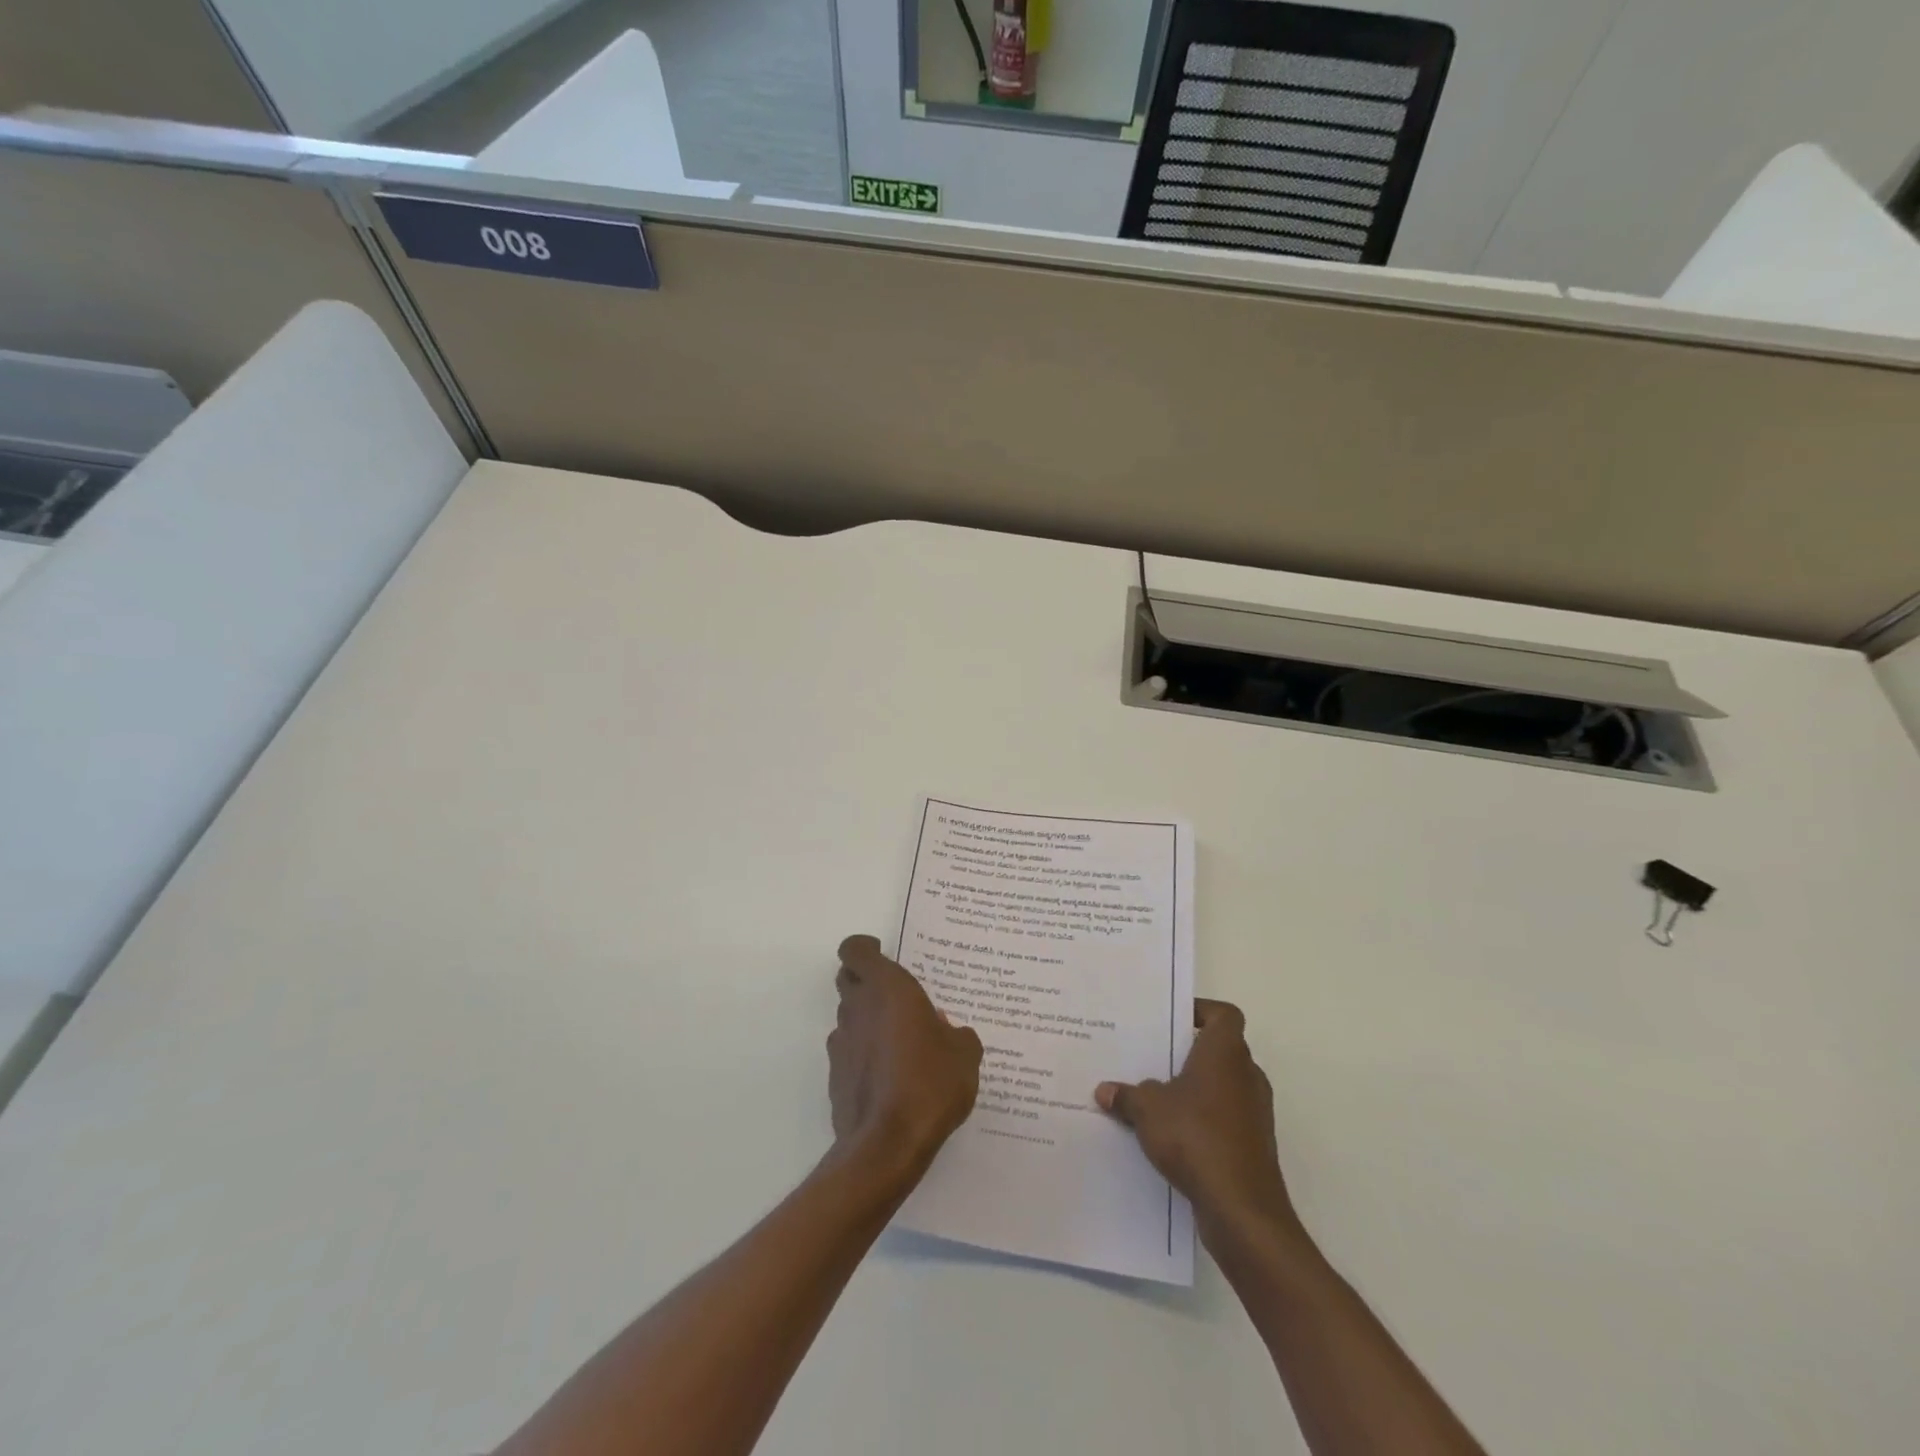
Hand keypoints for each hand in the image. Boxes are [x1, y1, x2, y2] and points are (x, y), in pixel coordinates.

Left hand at [829, 935, 981, 1173]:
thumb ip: (956, 1033)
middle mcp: (857, 1008)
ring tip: (900, 1042)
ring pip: (849, 1017)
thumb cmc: (930, 1082)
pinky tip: (890, 1076)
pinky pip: (850, 1052)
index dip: (865, 948)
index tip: (883, 953)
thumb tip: (946, 1029)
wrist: (887, 1145)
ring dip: (868, 1020)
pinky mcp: (835, 1077)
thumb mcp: (964, 1054)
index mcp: (887, 988)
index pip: (855, 949)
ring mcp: (841, 1043)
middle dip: (867, 981)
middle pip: (848, 979)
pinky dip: (864, 1054)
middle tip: (896, 996)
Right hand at [1096, 999, 1300, 1242]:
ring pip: (1221, 1086)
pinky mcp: (1253, 1145)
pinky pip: (1223, 1119)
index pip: (1223, 1014)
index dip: (1200, 1011)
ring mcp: (1254, 1112)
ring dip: (1193, 1090)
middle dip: (1187, 1054)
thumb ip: (1127, 1095)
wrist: (1242, 1208)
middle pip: (1219, 1050)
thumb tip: (1105, 1090)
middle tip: (1151, 1056)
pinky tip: (1170, 1135)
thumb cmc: (1196, 1137)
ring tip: (1154, 1096)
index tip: (1171, 1020)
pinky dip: (1201, 1121)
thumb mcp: (1148, 1109)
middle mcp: (1246, 1075)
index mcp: (1225, 1052)